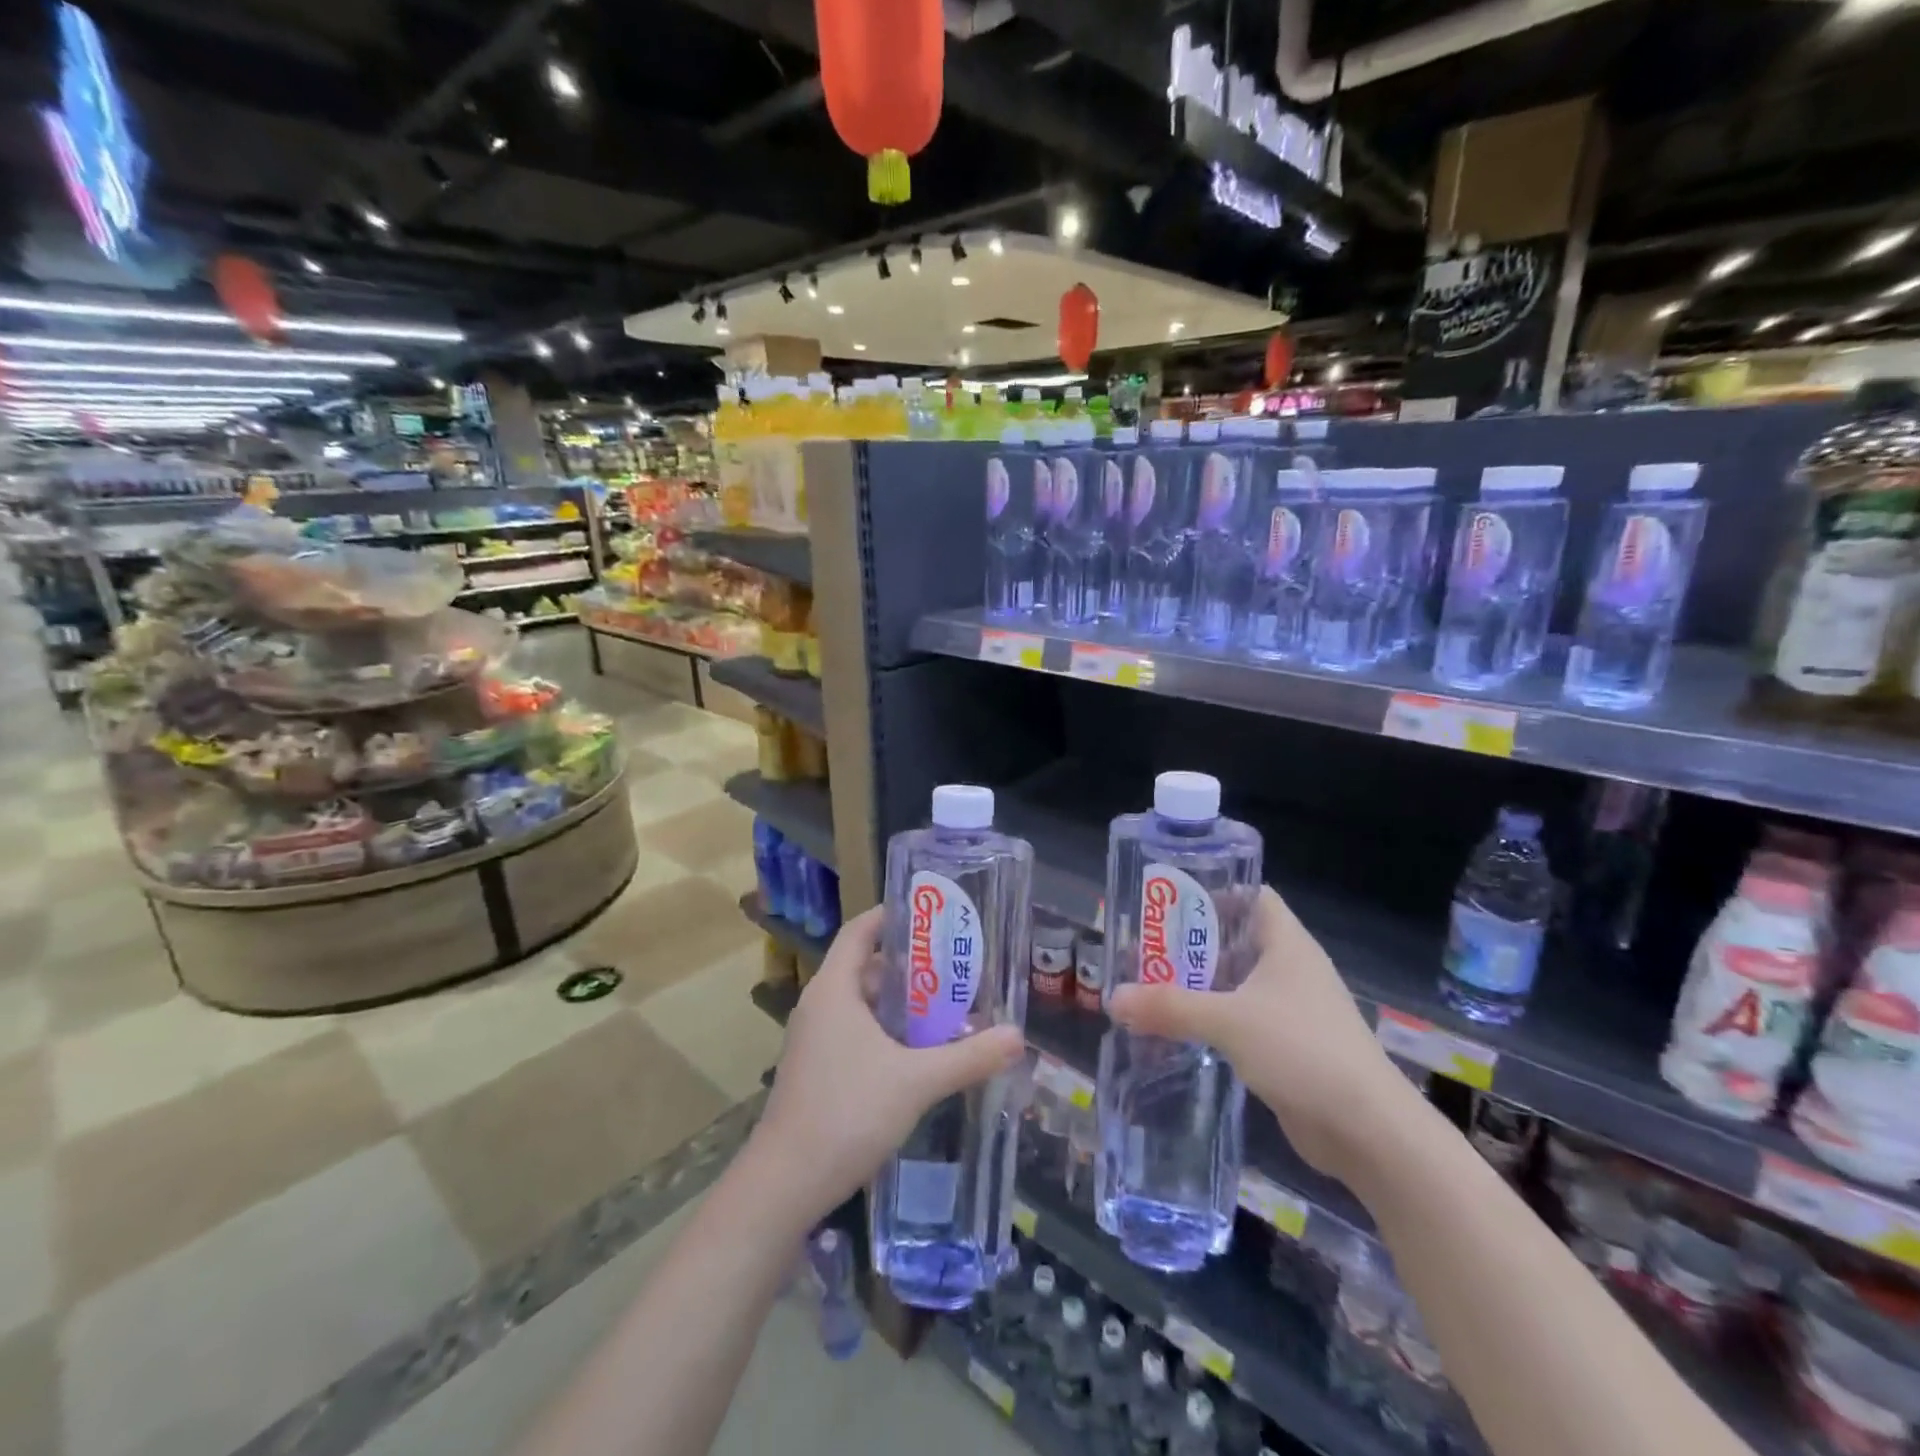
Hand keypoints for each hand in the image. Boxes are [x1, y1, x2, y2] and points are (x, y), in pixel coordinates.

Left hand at [748, 906, 1025, 1221]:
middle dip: (911, 966)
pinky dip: (887, 1031)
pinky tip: (920, 1053)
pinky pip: (856, 1031)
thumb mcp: (917, 1081)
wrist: (786, 1184)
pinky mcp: (818, 1069)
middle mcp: (820, 1006)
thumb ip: (969, 1057)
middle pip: (866, 967)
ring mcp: (815, 1040)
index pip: (860, 931)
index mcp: (834, 989)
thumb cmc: (847, 1113)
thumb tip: (1017, 1036)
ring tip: (948, 1008)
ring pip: (863, 1004)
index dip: (891, 915)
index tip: (930, 913)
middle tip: (956, 968)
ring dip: (902, 1004)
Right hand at [1109, 886, 1414, 1182]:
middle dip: (1191, 944)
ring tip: (1150, 988)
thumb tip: (1112, 998)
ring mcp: (1291, 1010)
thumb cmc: (1302, 1050)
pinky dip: (1211, 1020)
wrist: (1367, 1131)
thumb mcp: (1228, 1021)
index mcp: (1286, 944)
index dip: (1215, 891)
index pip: (1252, 896)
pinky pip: (1240, 1021)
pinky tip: (1178, 1030)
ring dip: (1198, 986)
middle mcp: (1290, 969)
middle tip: (1145, 949)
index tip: (1170, 902)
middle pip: (1235, 940)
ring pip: (1236, 984)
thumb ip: (1169, 1007)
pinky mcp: (1287, 1047)